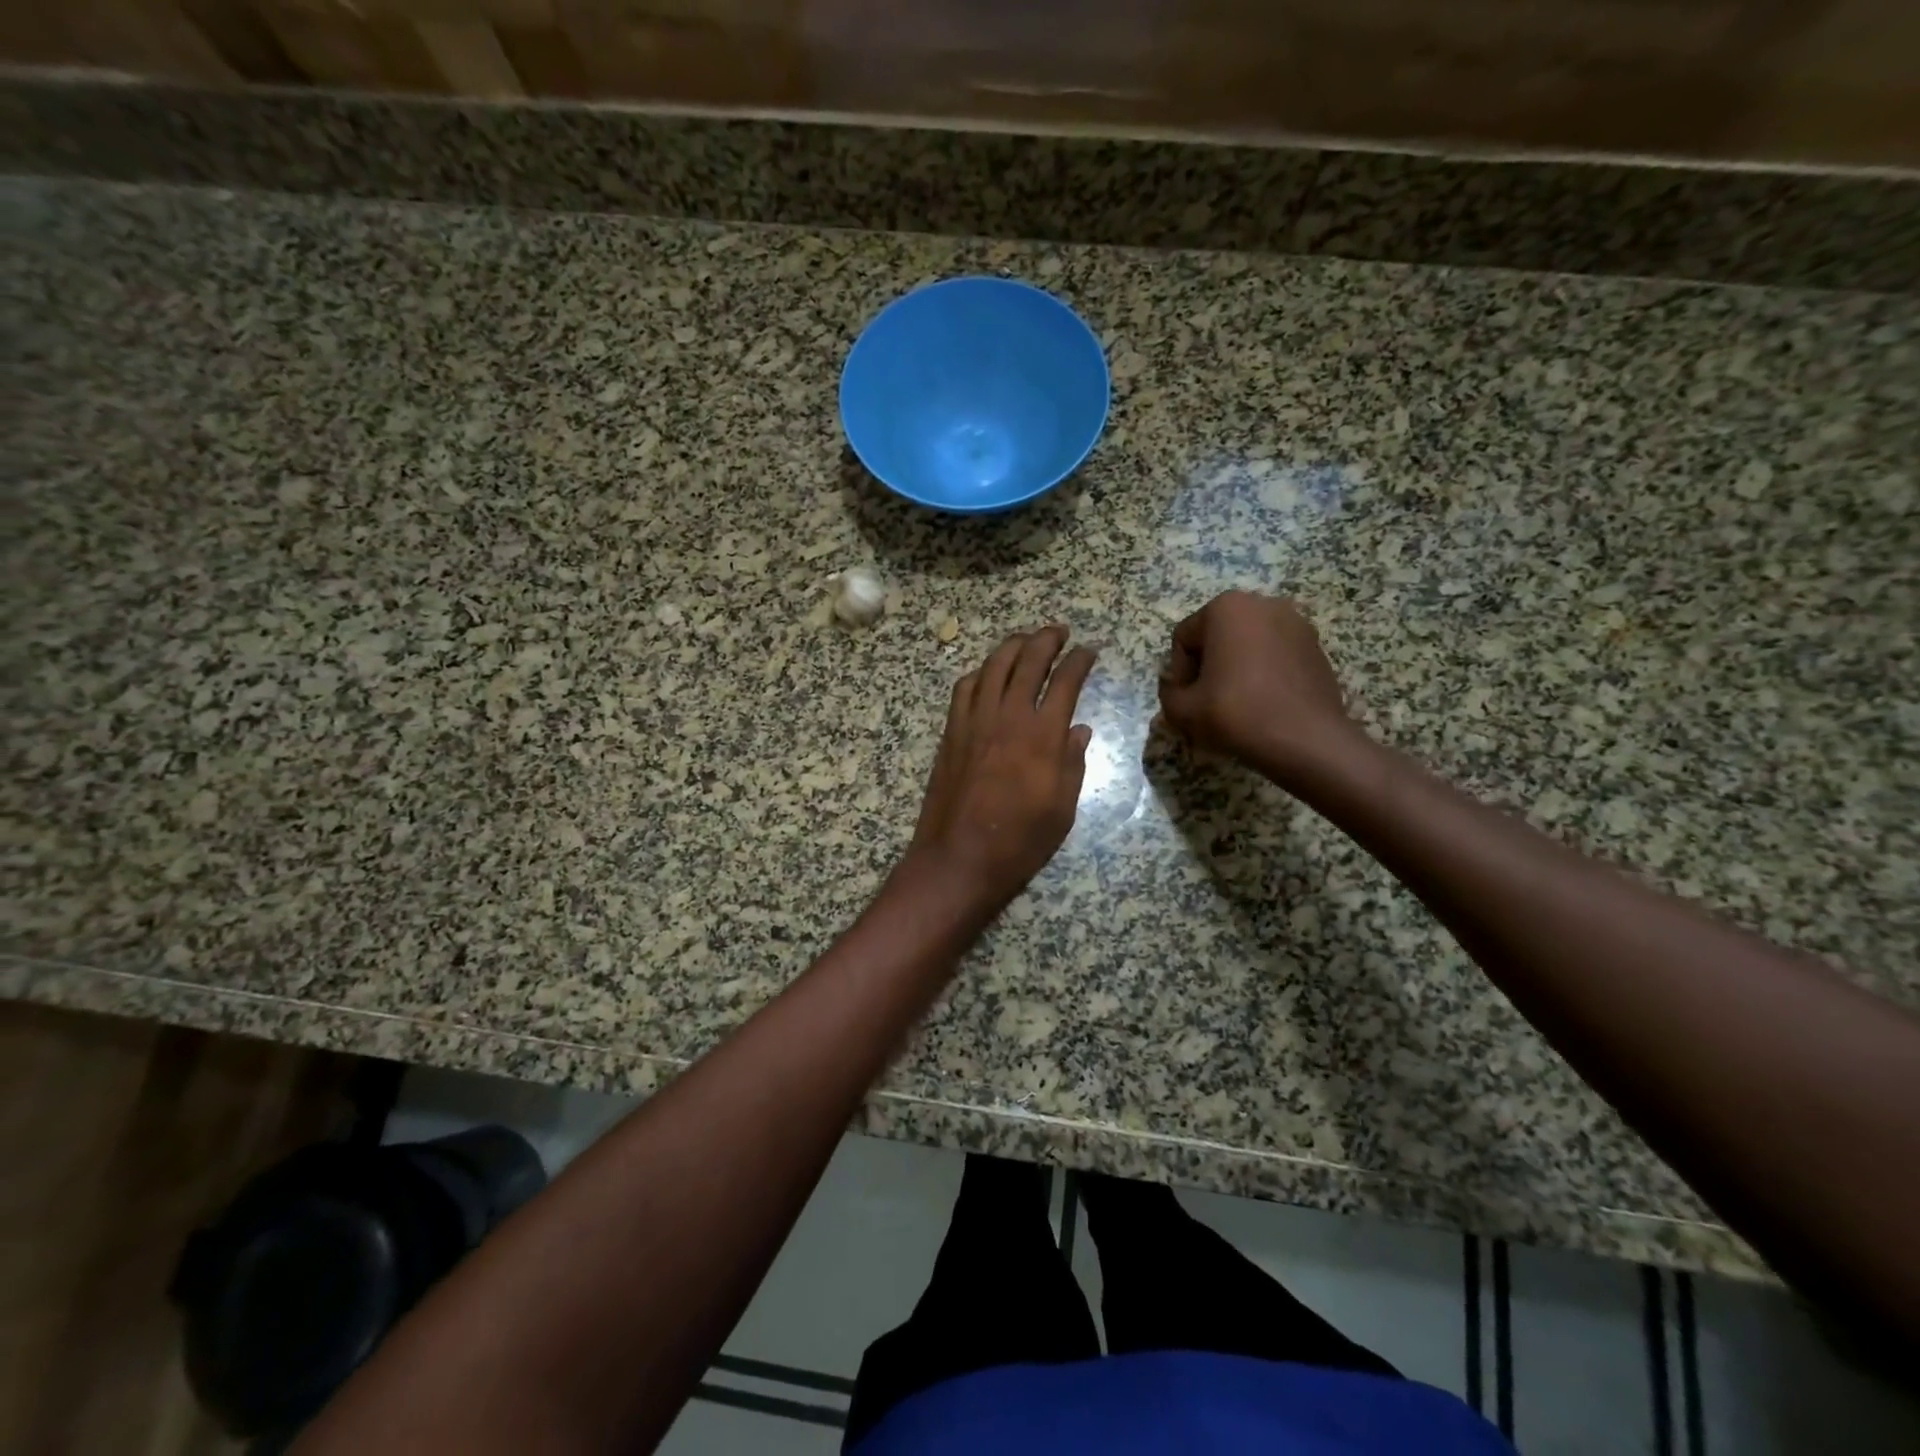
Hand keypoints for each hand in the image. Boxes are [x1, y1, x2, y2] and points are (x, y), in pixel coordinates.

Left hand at [906, 626, 1096, 910]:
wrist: (959, 858)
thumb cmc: (1019, 841)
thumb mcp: (1062, 809)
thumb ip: (1073, 763)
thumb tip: (1079, 730)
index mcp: (1042, 735)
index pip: (1065, 680)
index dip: (1080, 660)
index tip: (1089, 650)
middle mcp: (1007, 716)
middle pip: (1027, 661)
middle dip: (1046, 639)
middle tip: (1059, 632)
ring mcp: (974, 721)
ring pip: (992, 666)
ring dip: (1012, 646)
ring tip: (1026, 640)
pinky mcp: (951, 732)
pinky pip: (964, 688)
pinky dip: (980, 672)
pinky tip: (987, 674)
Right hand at [1158, 592, 1359, 781]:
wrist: (1305, 739)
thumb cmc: (1236, 713)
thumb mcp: (1182, 709)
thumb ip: (1168, 692)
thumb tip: (1176, 687)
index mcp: (1226, 607)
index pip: (1184, 638)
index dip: (1178, 672)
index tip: (1187, 699)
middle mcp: (1263, 604)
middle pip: (1217, 636)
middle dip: (1208, 666)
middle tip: (1207, 701)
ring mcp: (1296, 623)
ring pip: (1248, 645)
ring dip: (1236, 668)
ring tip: (1237, 703)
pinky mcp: (1316, 646)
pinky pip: (1275, 655)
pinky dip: (1264, 673)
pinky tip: (1264, 703)